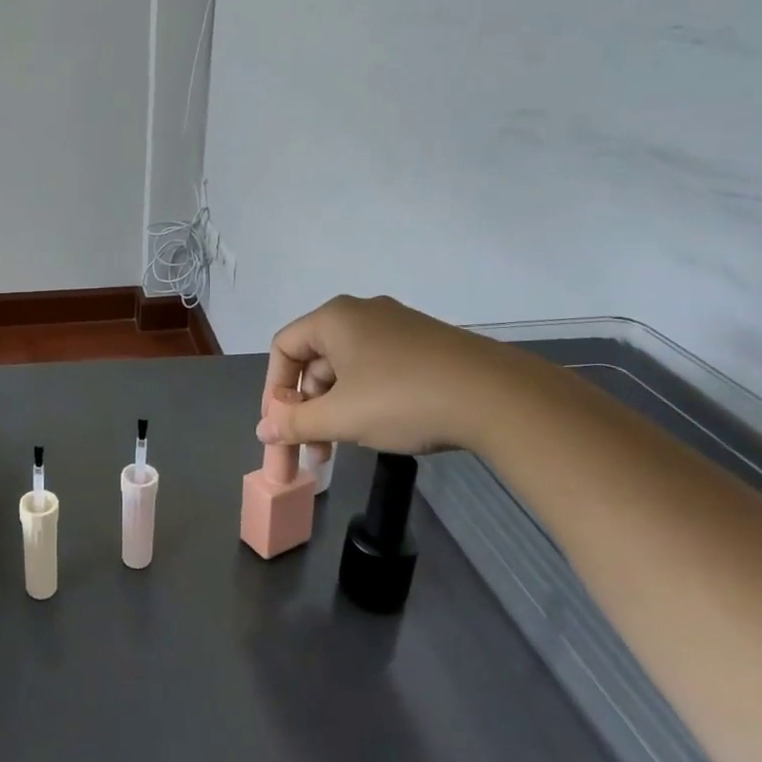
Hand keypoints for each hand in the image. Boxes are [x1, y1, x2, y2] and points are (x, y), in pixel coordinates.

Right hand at [255, 295, 516, 454]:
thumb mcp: (341, 417)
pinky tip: (379, 428)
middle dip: (307, 407)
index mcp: (335, 318)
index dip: (274, 390)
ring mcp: (399, 327)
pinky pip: (378, 368)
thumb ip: (295, 423)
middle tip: (312, 448)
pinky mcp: (427, 345)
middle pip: (316, 359)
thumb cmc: (402, 399)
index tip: (281, 428)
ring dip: (335, 408)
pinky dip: (365, 398)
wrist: (498, 397)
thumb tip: (264, 430)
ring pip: (348, 367)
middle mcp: (363, 313)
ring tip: (343, 446)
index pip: (283, 348)